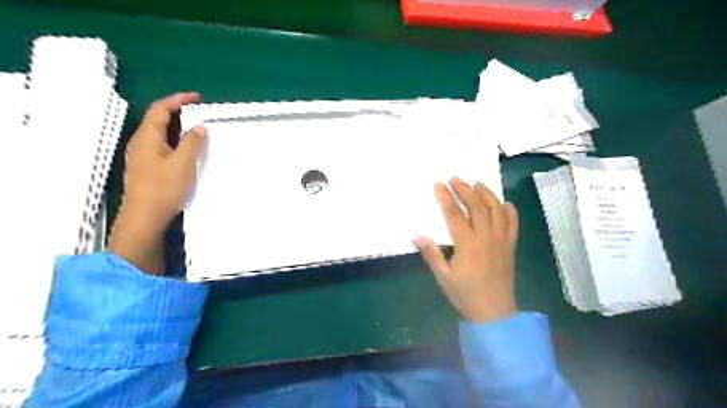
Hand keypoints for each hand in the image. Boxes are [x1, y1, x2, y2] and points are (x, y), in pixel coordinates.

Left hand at [109, 92, 209, 274]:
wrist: (145, 217)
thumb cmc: (164, 188)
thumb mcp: (182, 163)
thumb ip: (192, 143)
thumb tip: (200, 127)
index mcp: (147, 137)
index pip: (160, 109)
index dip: (178, 100)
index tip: (197, 98)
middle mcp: (141, 142)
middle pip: (158, 119)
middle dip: (178, 112)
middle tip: (200, 113)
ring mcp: (142, 155)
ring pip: (160, 134)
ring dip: (178, 128)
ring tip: (197, 129)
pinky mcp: (147, 167)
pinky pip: (162, 146)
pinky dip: (176, 141)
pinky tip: (187, 149)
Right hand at [412, 176, 518, 323]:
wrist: (495, 313)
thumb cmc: (465, 295)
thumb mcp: (444, 277)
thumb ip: (431, 255)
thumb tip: (417, 237)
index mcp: (467, 245)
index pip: (455, 215)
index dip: (446, 198)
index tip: (438, 185)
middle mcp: (486, 238)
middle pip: (477, 207)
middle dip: (465, 190)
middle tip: (455, 178)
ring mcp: (501, 241)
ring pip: (496, 210)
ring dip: (486, 194)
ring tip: (477, 183)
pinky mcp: (510, 246)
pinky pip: (513, 224)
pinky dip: (510, 211)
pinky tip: (504, 202)